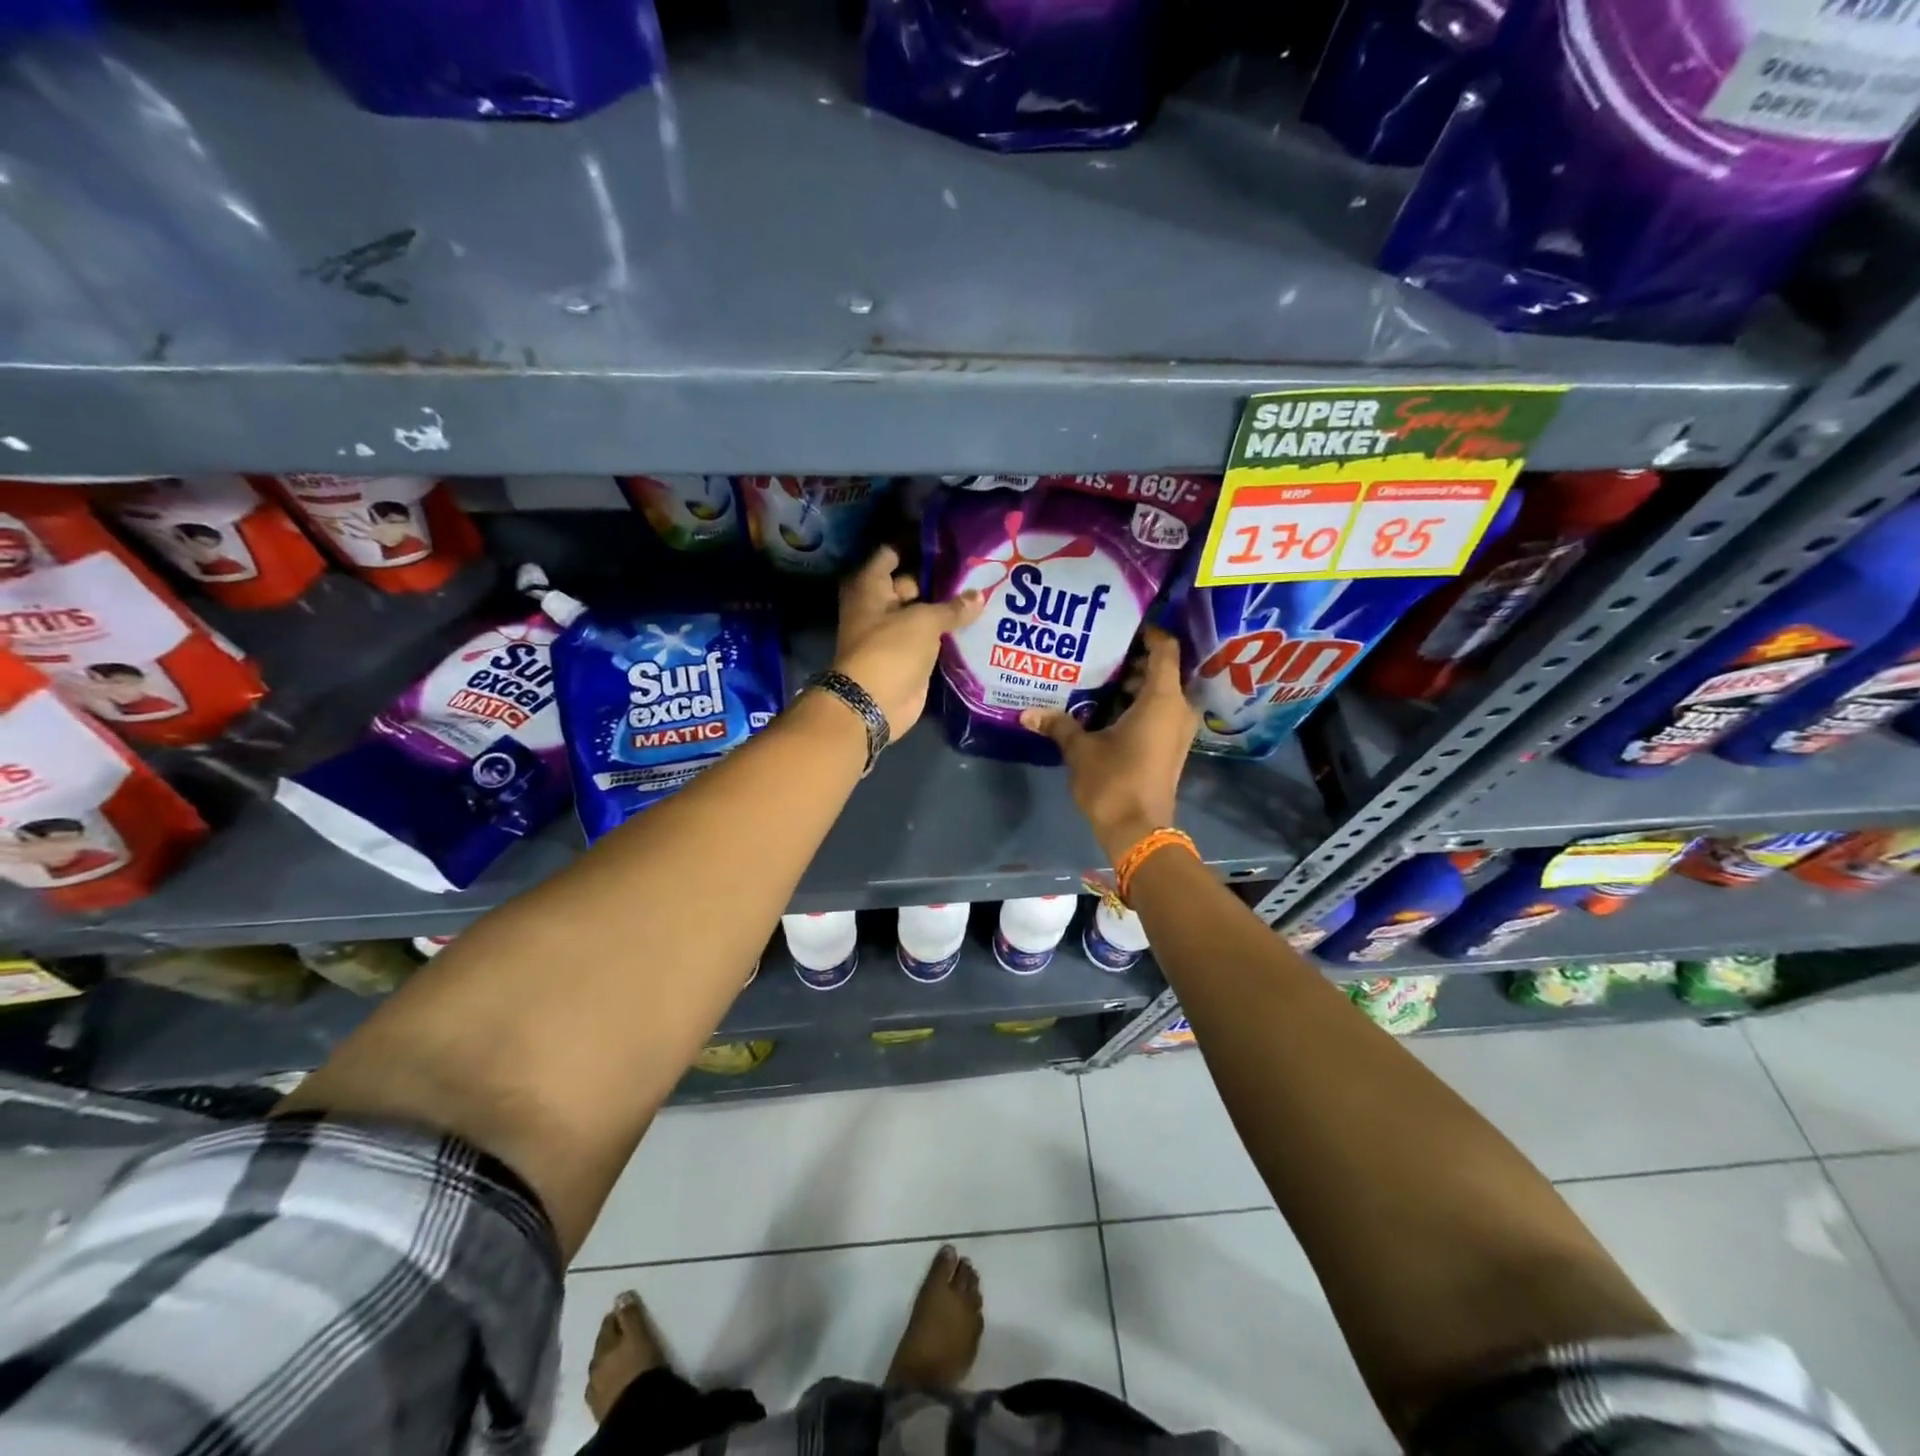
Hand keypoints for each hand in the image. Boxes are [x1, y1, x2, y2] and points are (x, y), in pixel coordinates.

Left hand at [833, 546, 983, 736]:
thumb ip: (953, 607)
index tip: (950, 539)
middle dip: (941, 578)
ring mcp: (894, 634)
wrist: (875, 704)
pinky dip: (949, 633)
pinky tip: (979, 622)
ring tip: (986, 590)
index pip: (893, 554)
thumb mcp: (924, 621)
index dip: (918, 545)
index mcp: (871, 587)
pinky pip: (931, 639)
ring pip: (924, 613)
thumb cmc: (890, 650)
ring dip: (948, 608)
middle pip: (911, 583)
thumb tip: (979, 596)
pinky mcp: (909, 657)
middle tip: (978, 567)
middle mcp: (880, 606)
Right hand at [1022, 628, 1198, 864]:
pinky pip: (1158, 712)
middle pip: (1161, 670)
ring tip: (1097, 677)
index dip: (1149, 632)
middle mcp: (1177, 709)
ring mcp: (1177, 730)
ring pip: (1159, 693)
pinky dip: (1138, 705)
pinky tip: (1105, 708)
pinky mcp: (1171, 747)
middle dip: (1132, 660)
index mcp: (1162, 699)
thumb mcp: (1081, 750)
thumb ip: (1058, 725)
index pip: (1165, 649)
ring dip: (1133, 685)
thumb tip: (1027, 712)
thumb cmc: (1114, 782)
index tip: (1122, 626)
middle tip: (1098, 650)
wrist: (1139, 832)